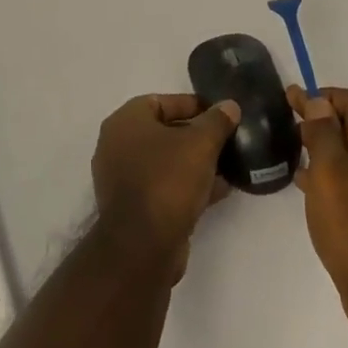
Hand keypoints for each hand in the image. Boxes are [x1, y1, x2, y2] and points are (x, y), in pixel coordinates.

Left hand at [92, 93, 240, 280]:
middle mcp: (118, 146)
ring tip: (229, 165)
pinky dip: (189, 185)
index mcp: (126, 121)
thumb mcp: (200, 143)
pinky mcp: (134, 208)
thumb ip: (217, 121)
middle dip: (197, 135)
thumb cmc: (168, 180)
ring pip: (166, 162)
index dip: (193, 104)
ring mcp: (123, 179)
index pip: (161, 101)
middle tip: (227, 139)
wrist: (143, 247)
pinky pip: (165, 186)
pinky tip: (219, 190)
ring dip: (196, 163)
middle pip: (164, 132)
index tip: (220, 113)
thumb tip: (229, 106)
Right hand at [291, 86, 347, 331]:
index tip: (294, 100)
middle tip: (290, 121)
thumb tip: (320, 102)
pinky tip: (308, 184)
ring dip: (326, 146)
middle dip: (324, 119)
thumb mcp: (328, 169)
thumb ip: (322, 131)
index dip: (326, 95)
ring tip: (294, 149)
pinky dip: (334, 171)